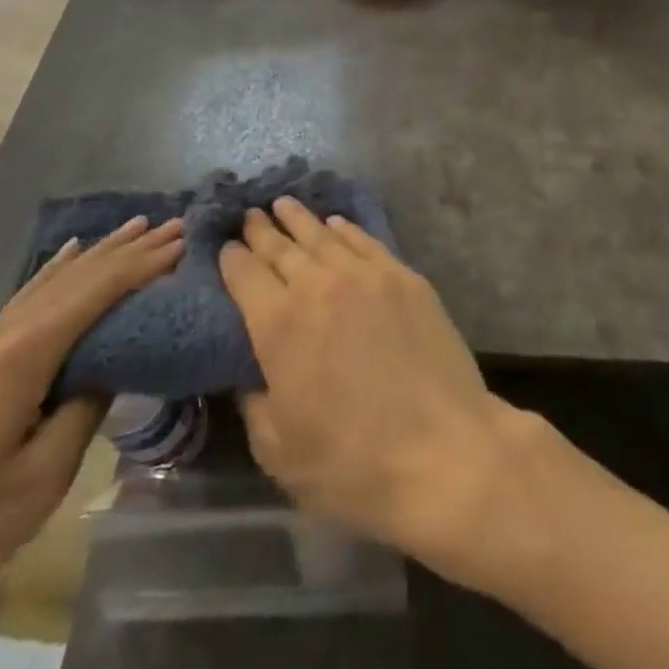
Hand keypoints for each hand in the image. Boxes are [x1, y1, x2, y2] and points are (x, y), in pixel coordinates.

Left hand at [0, 217, 185, 630]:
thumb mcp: (38, 480)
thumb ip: (82, 412)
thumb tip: (110, 368)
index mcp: (26, 355)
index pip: (99, 291)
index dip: (145, 264)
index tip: (186, 241)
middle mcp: (6, 332)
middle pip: (80, 275)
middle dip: (130, 248)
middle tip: (177, 225)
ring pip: (53, 279)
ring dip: (100, 252)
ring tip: (136, 226)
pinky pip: (27, 295)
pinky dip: (56, 269)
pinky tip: (68, 253)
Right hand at [219, 198, 525, 581]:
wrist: (444, 452)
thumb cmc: (353, 465)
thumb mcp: (279, 451)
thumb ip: (253, 400)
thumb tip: (248, 369)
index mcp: (279, 325)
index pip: (244, 274)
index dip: (231, 258)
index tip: (224, 247)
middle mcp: (318, 285)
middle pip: (281, 247)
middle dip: (261, 230)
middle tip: (249, 215)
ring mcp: (366, 275)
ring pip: (322, 235)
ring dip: (298, 218)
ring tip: (283, 204)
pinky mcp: (404, 277)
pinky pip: (365, 241)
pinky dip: (344, 229)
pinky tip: (335, 223)